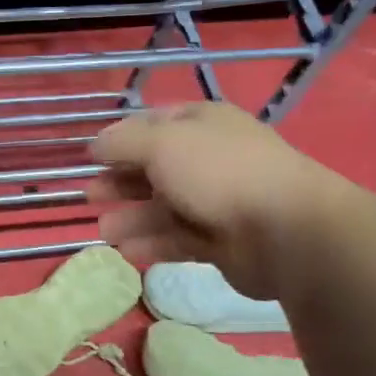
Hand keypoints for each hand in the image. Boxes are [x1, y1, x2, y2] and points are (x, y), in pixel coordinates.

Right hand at [88, 103, 343, 299]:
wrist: (285, 231)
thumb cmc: (218, 173)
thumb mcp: (161, 143)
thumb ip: (122, 142)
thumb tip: (94, 145)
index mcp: (202, 125)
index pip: (153, 125)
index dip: (120, 140)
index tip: (91, 158)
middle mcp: (209, 158)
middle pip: (154, 168)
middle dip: (121, 182)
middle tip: (90, 197)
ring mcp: (216, 201)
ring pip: (163, 208)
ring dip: (131, 218)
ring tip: (105, 231)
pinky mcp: (220, 241)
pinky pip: (178, 239)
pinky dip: (152, 244)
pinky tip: (127, 251)